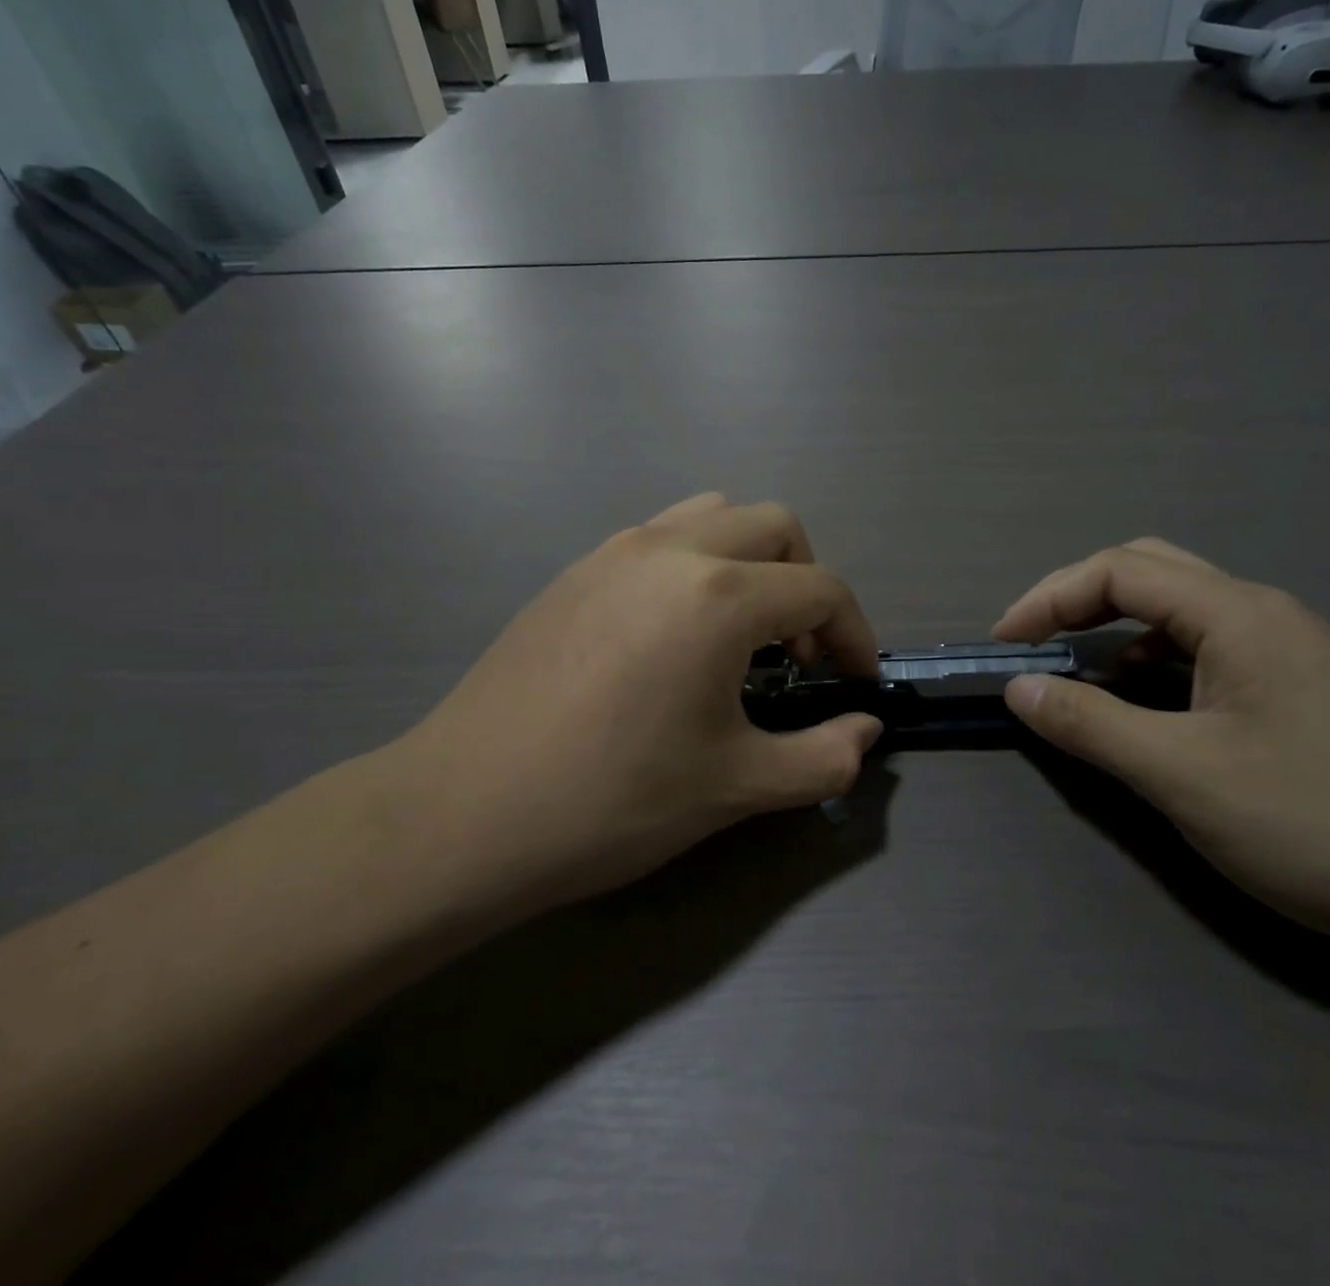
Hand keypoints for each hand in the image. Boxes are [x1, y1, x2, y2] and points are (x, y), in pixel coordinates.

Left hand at [382, 495, 882, 913]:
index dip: (855, 634)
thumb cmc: (612, 800)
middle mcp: (670, 550)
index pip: (821, 589)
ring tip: (742, 632)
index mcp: (718, 596)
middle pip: (776, 526)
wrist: (463, 815)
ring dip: (751, 560)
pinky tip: (676, 634)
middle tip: (798, 653)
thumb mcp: (735, 788)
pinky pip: (661, 536)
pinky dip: (698, 563)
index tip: (855, 684)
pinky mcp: (576, 571)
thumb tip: (866, 733)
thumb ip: (823, 759)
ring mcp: (614, 552)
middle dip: (807, 583)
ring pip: (714, 515)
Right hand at [993, 539, 1329, 951]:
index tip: (1005, 645)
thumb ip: (1090, 724)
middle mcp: (1263, 611)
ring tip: (1078, 673)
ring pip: (1179, 608)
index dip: (1048, 598)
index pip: (1119, 571)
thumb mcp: (1181, 776)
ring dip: (1117, 628)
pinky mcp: (1298, 683)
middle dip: (1078, 598)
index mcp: (1238, 614)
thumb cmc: (1315, 825)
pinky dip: (1154, 659)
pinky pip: (1206, 646)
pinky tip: (1145, 702)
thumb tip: (1019, 689)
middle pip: (1149, 571)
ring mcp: (1287, 646)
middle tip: (1034, 643)